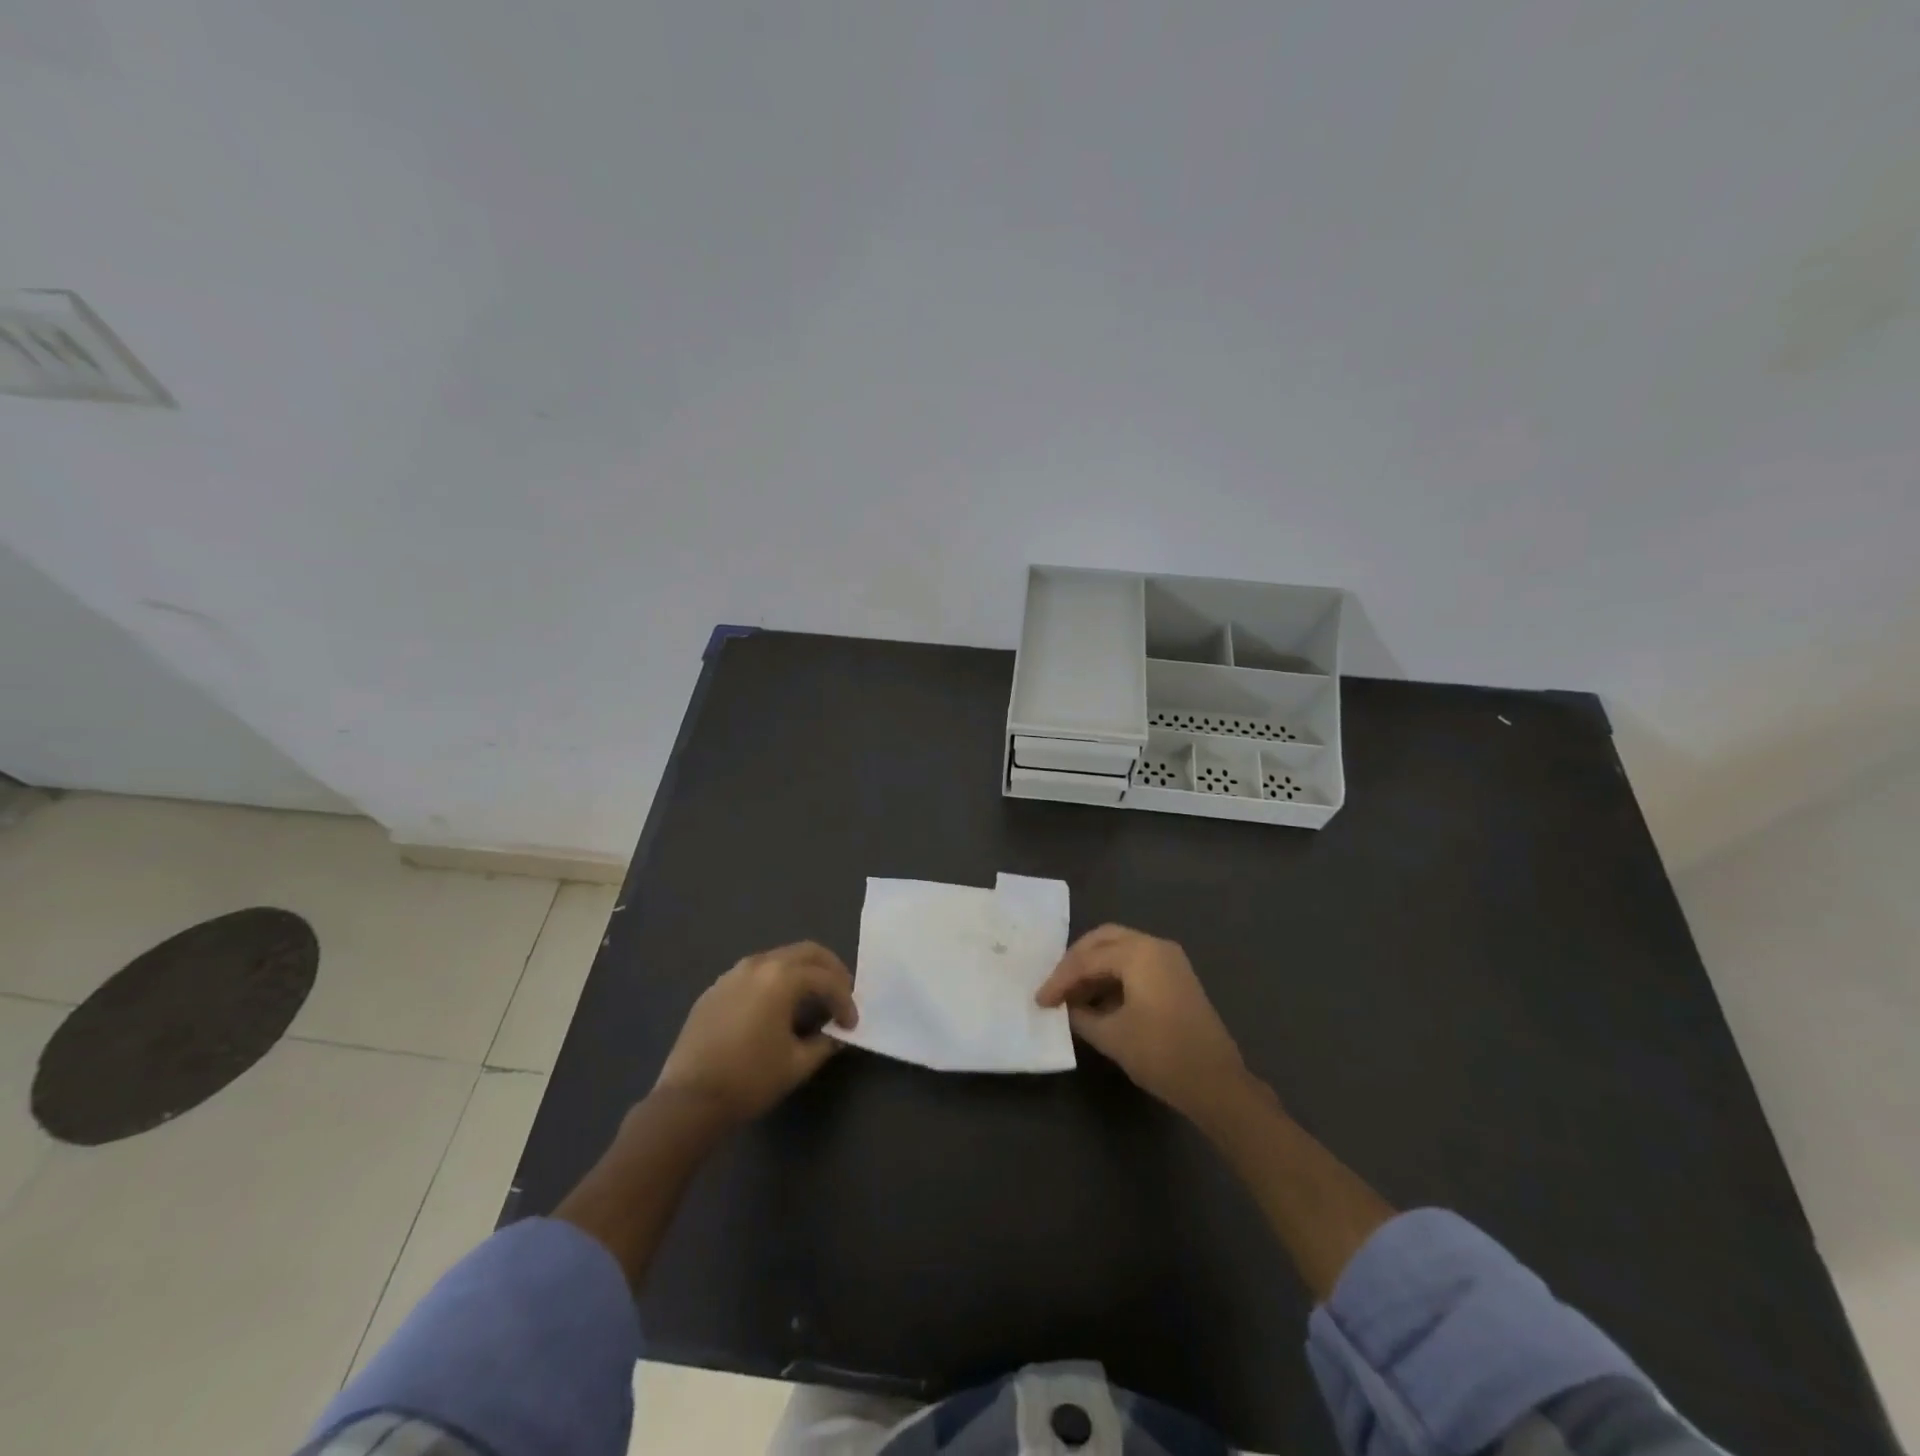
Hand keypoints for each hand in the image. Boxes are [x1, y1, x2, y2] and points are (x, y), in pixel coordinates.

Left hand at [654, 942, 857, 1124]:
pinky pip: (755, 973)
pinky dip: (775, 981)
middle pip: (806, 952)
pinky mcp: (716, 989)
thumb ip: (825, 1042)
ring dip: (802, 972)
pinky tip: (776, 1007)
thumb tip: (836, 1033)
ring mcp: (733, 974)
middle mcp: (758, 964)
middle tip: (842, 993)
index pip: (826, 979)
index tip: (851, 1025)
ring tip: (812, 998)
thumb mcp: (797, 1064)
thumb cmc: (750, 1079)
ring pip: (779, 958)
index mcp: (782, 978)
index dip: (845, 1001)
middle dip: (830, 970)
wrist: (689, 1099)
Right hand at [1036, 924, 1249, 1120]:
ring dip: (1094, 966)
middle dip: (1075, 960)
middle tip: (1055, 985)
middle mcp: (1154, 945)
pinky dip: (1113, 974)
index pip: (1087, 959)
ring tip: (1072, 994)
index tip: (1039, 1000)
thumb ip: (1081, 1015)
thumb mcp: (1111, 1036)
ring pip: (1120, 948)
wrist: (1216, 1083)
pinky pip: (1135, 962)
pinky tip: (1097, 998)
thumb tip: (1066, 1007)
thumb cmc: (1161, 1055)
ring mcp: (1169, 959)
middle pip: (1103, 940)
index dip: (1059, 979)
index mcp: (1139, 953)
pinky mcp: (1176, 976)